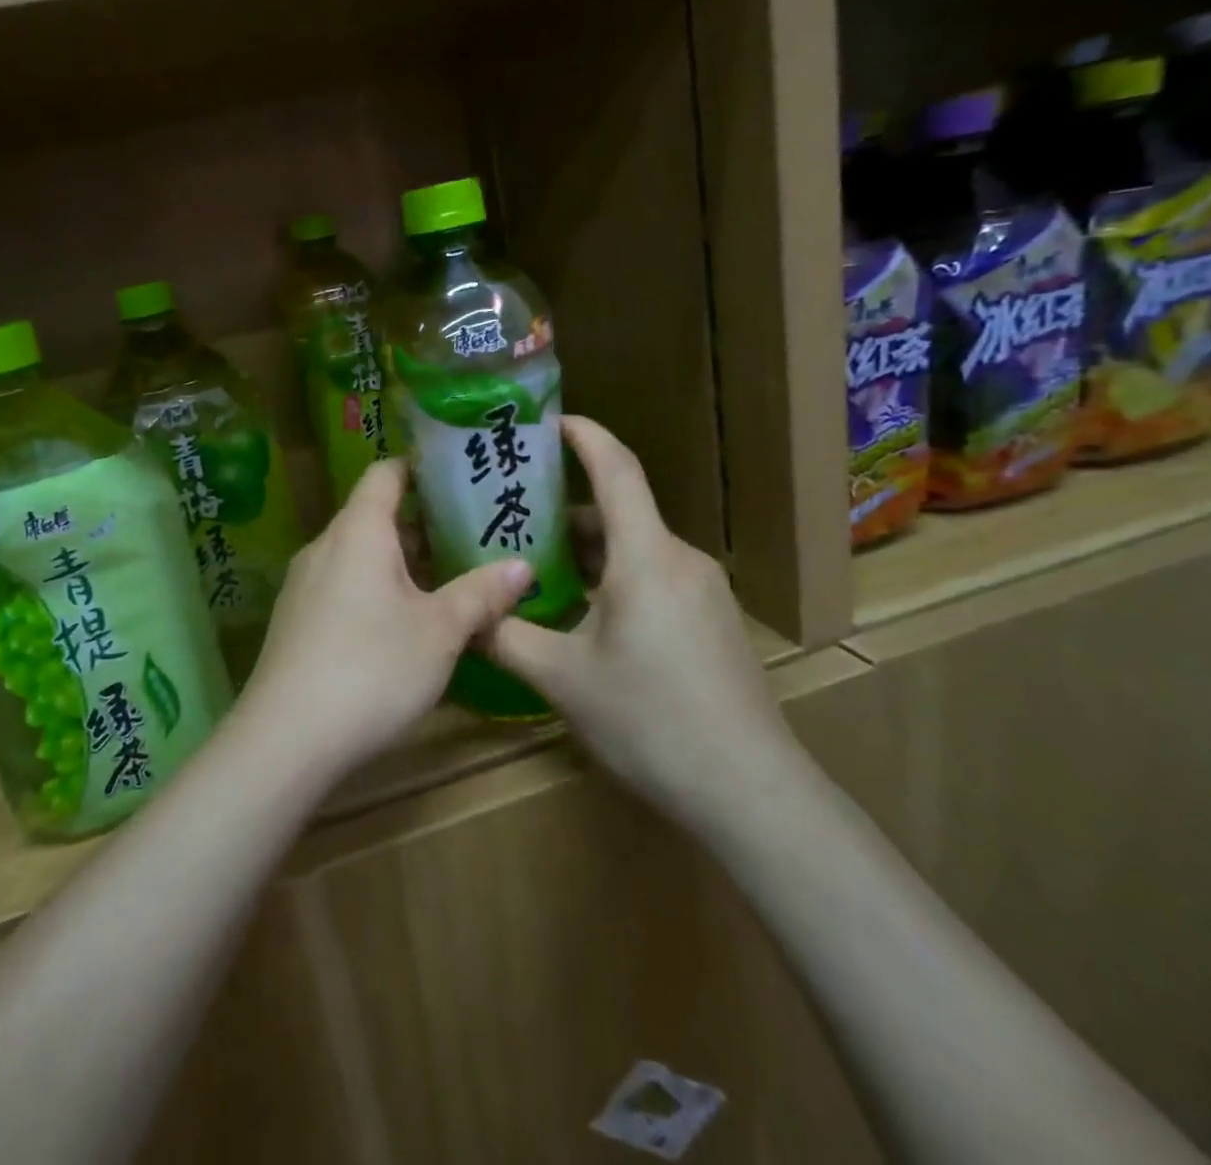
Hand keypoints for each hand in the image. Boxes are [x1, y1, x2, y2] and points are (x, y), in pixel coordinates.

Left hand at [239, 458, 531, 780]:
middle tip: (469, 536)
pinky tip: (402, 623)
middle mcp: (324, 546)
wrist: (287, 738)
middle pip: (373, 515)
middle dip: (421, 524)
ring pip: (358, 554)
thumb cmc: (373, 667)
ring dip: (400, 562)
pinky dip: (374, 588)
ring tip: (445, 580)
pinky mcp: (296, 620)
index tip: (458, 475)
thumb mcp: (440, 631)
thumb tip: (522, 565)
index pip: (386, 473)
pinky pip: (341, 585)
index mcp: (358, 531)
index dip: (420, 468)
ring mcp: (303, 584)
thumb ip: (481, 593)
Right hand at [483, 416, 796, 828]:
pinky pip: (653, 576)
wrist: (748, 792)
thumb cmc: (648, 720)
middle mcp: (679, 559)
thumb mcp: (561, 678)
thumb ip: (505, 636)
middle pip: (619, 512)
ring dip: (587, 549)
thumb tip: (462, 614)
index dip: (584, 435)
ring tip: (534, 564)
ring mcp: (703, 590)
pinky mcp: (713, 620)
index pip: (616, 469)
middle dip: (564, 508)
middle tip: (509, 513)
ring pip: (635, 548)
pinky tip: (581, 611)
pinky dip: (612, 576)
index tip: (548, 420)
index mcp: (645, 557)